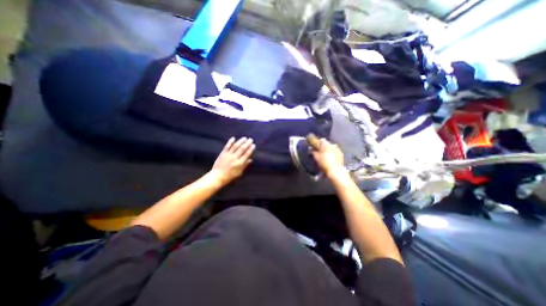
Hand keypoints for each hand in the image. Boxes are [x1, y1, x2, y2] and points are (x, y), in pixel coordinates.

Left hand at [209, 138, 256, 184]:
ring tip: (245, 138)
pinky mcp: (223, 153)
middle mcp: (235, 158)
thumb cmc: (230, 176)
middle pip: (242, 149)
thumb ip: (245, 165)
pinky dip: (230, 142)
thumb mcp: (239, 172)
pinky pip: (227, 146)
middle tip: (251, 139)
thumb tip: (250, 159)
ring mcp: (228, 155)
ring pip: (235, 146)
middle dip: (247, 143)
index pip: (246, 154)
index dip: (250, 149)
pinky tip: (233, 138)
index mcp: (239, 163)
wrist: (218, 176)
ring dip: (240, 141)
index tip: (253, 145)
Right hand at [311, 137, 344, 177]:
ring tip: (324, 157)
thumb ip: (313, 151)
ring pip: (331, 148)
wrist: (336, 170)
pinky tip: (330, 160)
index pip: (321, 140)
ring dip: (328, 151)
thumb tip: (310, 148)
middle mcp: (333, 144)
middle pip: (326, 144)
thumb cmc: (324, 162)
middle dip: (323, 147)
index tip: (314, 147)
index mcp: (326, 144)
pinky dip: (332, 154)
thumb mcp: (316, 157)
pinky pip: (335, 152)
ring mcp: (338, 149)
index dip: (317, 143)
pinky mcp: (341, 155)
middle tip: (319, 152)